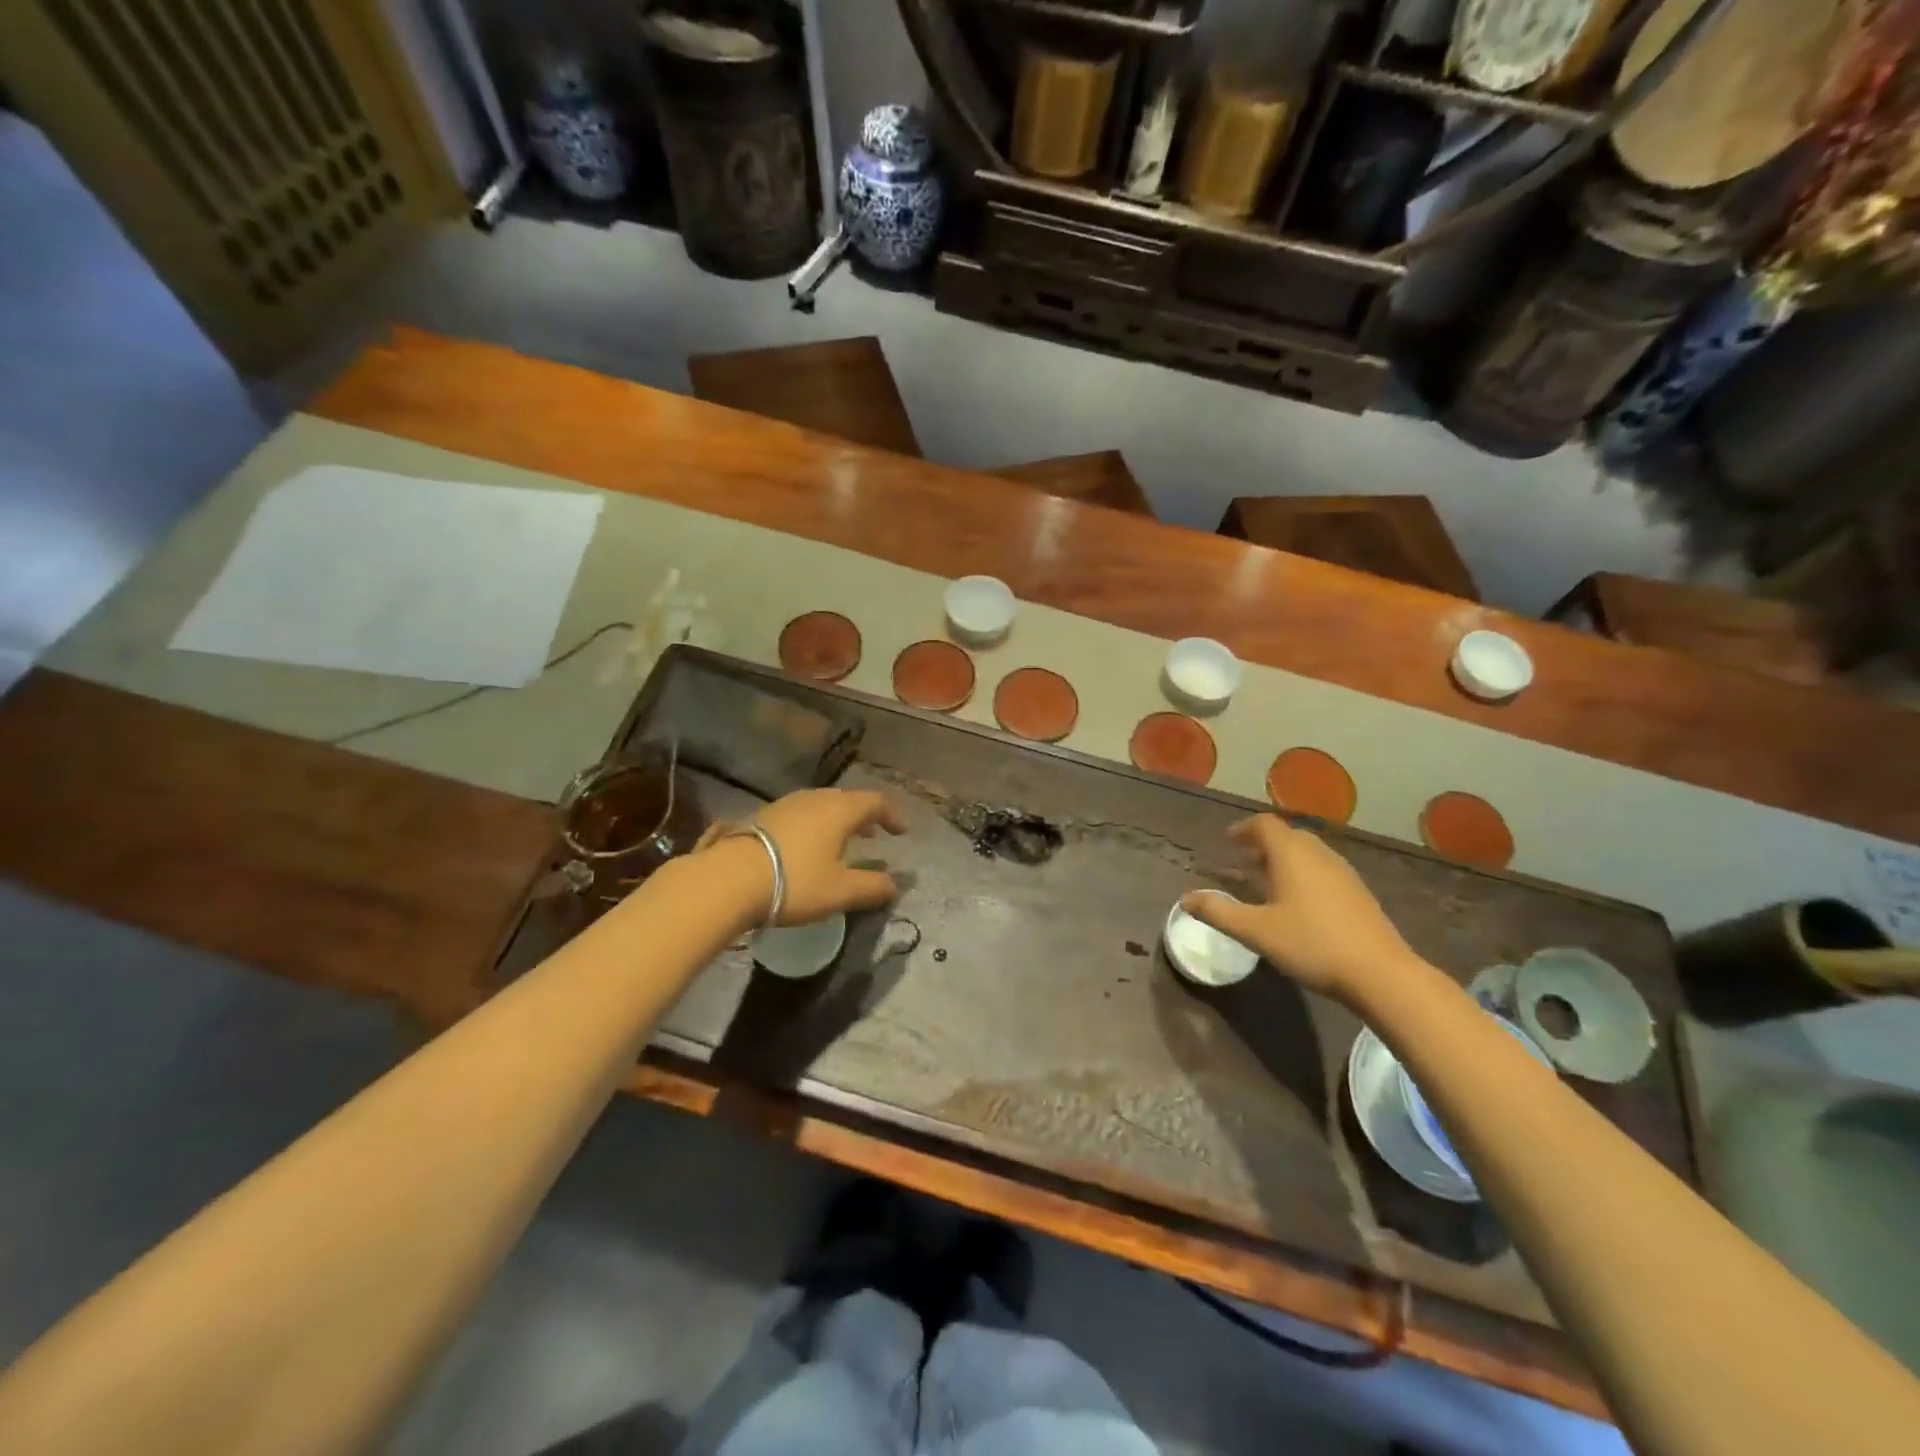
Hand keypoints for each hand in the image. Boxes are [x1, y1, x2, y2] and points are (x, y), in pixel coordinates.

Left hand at [722, 789, 905, 925]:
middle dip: (864, 816)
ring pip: (821, 805)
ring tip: (841, 841)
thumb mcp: (840, 891)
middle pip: (847, 800)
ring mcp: (786, 805)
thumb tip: (894, 885)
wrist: (729, 879)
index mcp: (840, 810)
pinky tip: (807, 847)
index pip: (875, 802)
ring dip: (838, 820)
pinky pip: (800, 814)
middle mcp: (815, 799)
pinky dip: (815, 825)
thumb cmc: (795, 882)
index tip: (901, 832)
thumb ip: (872, 887)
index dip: (892, 815)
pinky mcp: (763, 816)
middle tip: (873, 835)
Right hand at [1181, 816, 1415, 1005]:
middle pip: (1287, 836)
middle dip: (1262, 844)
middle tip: (1243, 862)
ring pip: (1307, 853)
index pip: (1264, 824)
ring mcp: (1343, 872)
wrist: (1381, 973)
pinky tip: (1298, 903)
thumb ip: (1218, 912)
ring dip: (1283, 860)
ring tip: (1266, 883)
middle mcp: (1318, 854)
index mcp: (1291, 854)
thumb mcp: (1256, 931)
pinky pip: (1322, 870)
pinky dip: (1302, 874)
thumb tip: (1186, 899)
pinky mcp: (1358, 892)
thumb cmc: (1311, 944)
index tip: (1228, 841)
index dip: (1243, 829)